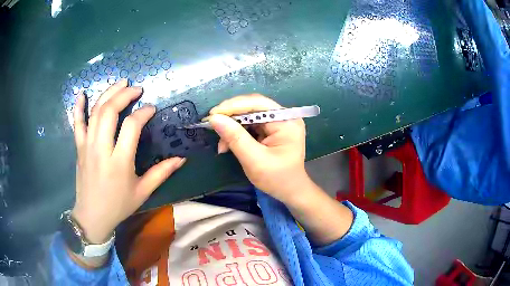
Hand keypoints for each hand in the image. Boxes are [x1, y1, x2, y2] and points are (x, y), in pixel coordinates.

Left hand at [71, 80, 185, 244]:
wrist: (92, 216)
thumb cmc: (118, 205)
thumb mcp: (142, 192)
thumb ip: (161, 173)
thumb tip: (181, 158)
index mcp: (119, 162)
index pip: (131, 126)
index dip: (143, 113)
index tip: (151, 109)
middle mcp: (101, 149)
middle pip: (109, 111)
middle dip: (124, 95)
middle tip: (136, 89)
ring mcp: (87, 146)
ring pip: (95, 112)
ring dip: (108, 93)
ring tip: (120, 83)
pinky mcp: (79, 148)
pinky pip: (77, 123)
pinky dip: (79, 107)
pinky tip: (82, 93)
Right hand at [208, 94, 312, 202]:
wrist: (289, 191)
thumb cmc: (276, 178)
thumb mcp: (254, 160)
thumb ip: (235, 138)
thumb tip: (214, 118)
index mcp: (286, 122)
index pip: (258, 103)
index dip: (234, 106)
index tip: (213, 114)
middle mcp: (284, 117)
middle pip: (253, 107)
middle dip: (231, 117)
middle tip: (212, 125)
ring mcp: (278, 123)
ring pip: (249, 116)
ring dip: (232, 127)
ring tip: (221, 143)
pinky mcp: (271, 130)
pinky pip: (250, 125)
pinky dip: (237, 133)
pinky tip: (228, 144)